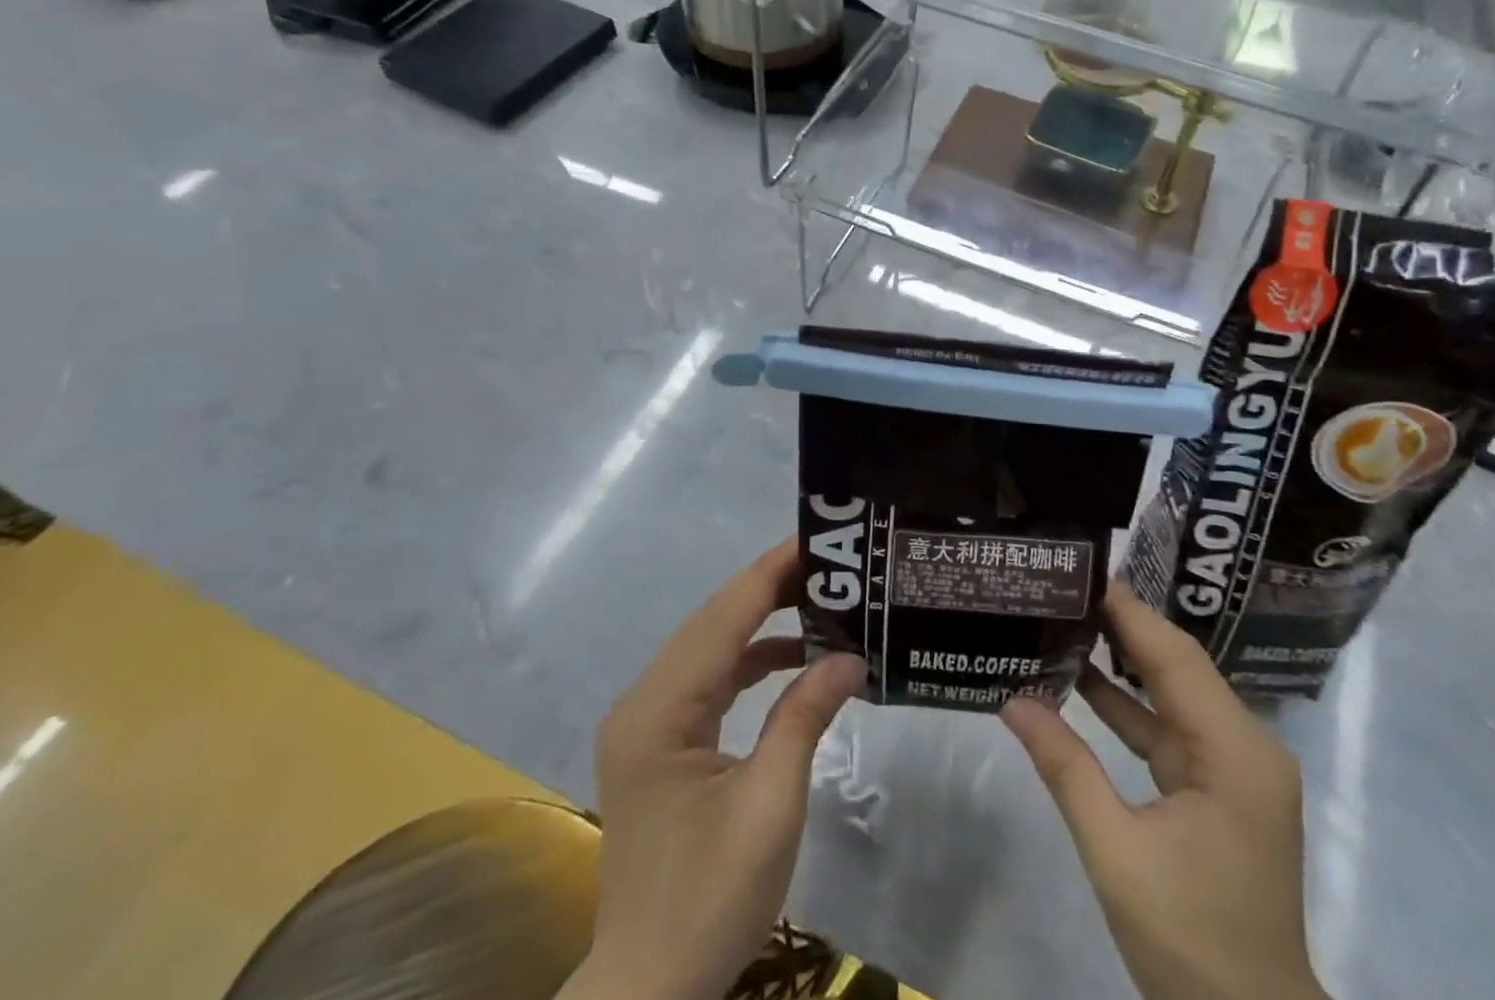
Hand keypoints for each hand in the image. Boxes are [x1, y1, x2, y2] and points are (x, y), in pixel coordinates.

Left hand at [564, 539, 866, 999]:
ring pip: (711, 645)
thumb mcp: (770, 806)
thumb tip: (850, 654)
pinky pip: (710, 679)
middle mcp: (644, 701)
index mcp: (659, 710)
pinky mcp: (661, 740)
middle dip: (772, 586)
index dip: (771, 572)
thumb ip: (805, 716)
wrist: (649, 990)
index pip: (723, 616)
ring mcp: (648, 721)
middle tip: (833, 565)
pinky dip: (752, 661)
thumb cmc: (709, 900)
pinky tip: (794, 657)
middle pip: (714, 621)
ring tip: (823, 600)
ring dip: (763, 621)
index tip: (818, 540)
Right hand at [1001, 584, 1327, 999]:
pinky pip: (1170, 729)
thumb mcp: (1117, 854)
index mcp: (1235, 751)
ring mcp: (1235, 767)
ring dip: (1123, 663)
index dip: (1128, 610)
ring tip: (1066, 619)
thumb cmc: (1191, 944)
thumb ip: (1066, 769)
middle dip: (1122, 625)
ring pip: (1173, 693)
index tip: (1082, 570)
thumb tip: (1013, 701)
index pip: (1174, 655)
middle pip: (1177, 665)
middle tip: (1065, 588)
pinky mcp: (1221, 788)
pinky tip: (1083, 682)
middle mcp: (1246, 744)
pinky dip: (1130, 708)